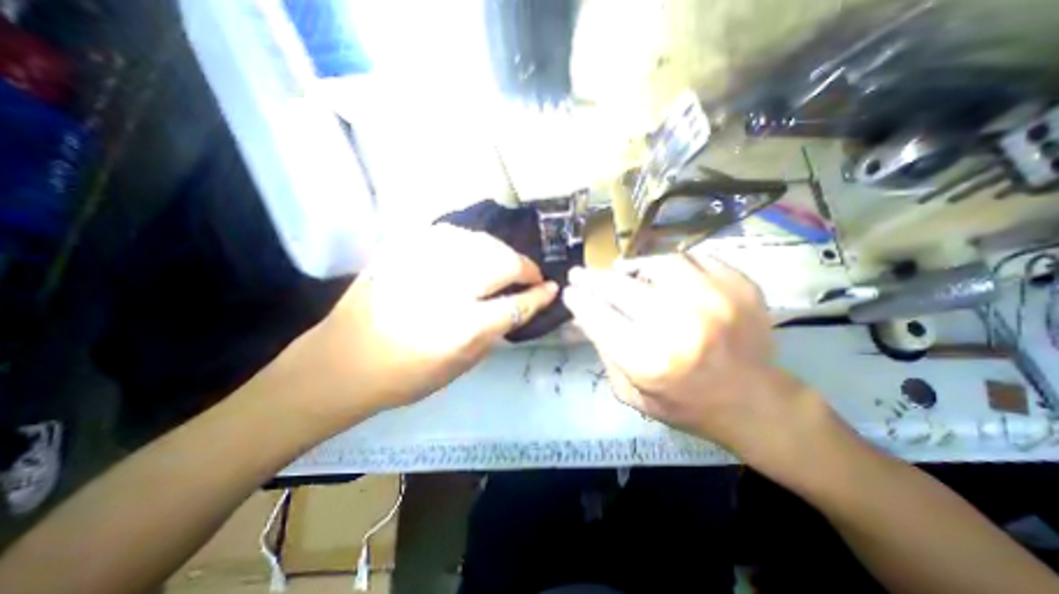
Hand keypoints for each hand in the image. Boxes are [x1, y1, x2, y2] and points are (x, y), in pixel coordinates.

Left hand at [288, 223, 554, 416]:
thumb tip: (517, 307)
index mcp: (460, 327)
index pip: (515, 304)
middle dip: (525, 267)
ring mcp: (420, 264)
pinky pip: (449, 233)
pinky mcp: (400, 251)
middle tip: (531, 275)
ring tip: (506, 262)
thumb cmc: (403, 376)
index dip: (538, 296)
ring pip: (479, 241)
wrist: (341, 362)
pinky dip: (471, 240)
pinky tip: (475, 249)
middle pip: (501, 263)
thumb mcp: (459, 366)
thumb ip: (493, 333)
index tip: (551, 288)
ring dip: (501, 251)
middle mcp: (445, 289)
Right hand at [567, 253, 812, 455]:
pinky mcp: (739, 286)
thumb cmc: (684, 403)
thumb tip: (582, 315)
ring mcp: (716, 301)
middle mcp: (681, 326)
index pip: (598, 316)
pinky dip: (670, 265)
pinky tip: (663, 276)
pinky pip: (692, 259)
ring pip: (657, 263)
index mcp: (651, 361)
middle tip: (581, 274)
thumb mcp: (631, 392)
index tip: (570, 291)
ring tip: (624, 274)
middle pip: (620, 286)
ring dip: (633, 267)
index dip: (578, 299)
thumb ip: (603, 351)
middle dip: (592, 278)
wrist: (753, 402)